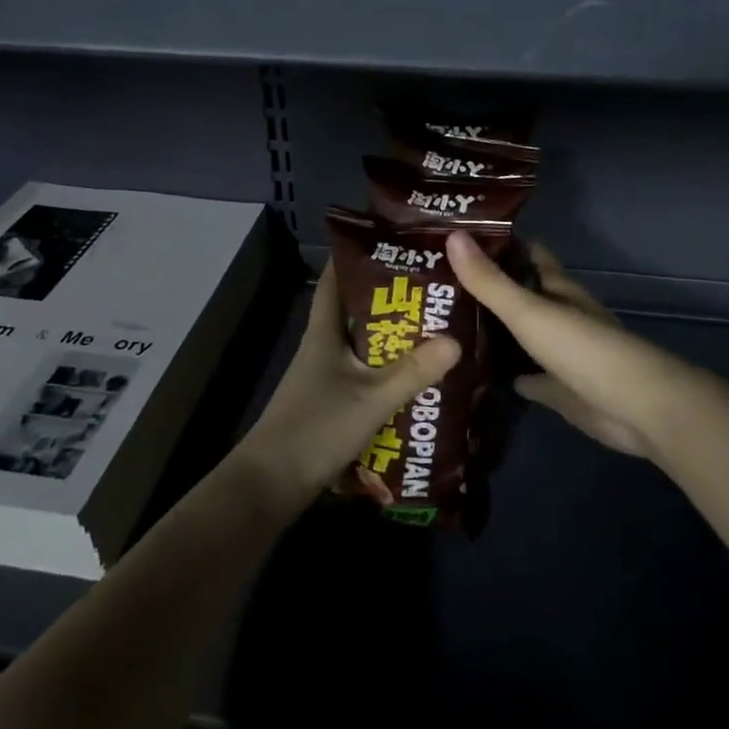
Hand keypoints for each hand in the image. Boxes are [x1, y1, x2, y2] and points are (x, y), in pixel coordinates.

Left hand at [234, 264, 459, 508]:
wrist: (272, 486)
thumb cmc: (316, 429)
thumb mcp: (371, 399)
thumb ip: (413, 372)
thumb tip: (456, 340)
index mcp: (323, 334)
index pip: (334, 282)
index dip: (354, 258)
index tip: (389, 243)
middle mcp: (322, 349)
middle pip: (355, 313)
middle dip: (389, 300)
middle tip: (431, 288)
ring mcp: (324, 378)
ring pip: (362, 347)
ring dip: (391, 339)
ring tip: (433, 328)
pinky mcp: (330, 404)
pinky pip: (364, 376)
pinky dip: (387, 372)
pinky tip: (415, 378)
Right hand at [448, 232, 705, 460]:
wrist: (634, 408)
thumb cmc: (583, 349)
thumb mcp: (529, 311)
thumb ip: (489, 281)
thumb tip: (451, 235)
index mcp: (558, 289)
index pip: (528, 255)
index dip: (498, 245)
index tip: (457, 238)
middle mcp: (560, 315)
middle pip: (521, 295)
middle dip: (486, 289)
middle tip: (435, 287)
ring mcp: (560, 354)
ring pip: (521, 336)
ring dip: (492, 332)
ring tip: (443, 326)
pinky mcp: (559, 389)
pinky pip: (525, 376)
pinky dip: (504, 374)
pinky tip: (472, 374)